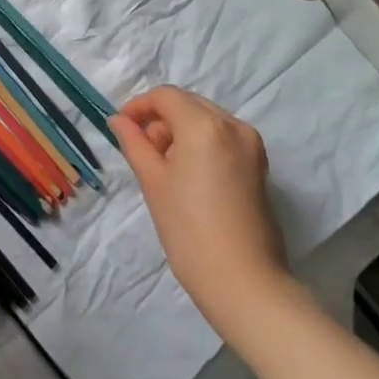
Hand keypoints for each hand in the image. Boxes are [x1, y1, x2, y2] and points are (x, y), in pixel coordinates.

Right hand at [109, 87, 289, 335]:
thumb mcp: (153, 181)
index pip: (166, 96)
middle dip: (161, 119)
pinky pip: (223, 137)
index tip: (122, 128)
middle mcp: (233, 125)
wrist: (243, 281)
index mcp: (205, 125)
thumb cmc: (188, 230)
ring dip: (181, 131)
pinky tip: (188, 175)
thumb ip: (134, 142)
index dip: (139, 106)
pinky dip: (201, 144)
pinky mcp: (259, 165)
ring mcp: (251, 145)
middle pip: (188, 104)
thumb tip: (119, 120)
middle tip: (142, 151)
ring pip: (206, 120)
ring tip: (165, 167)